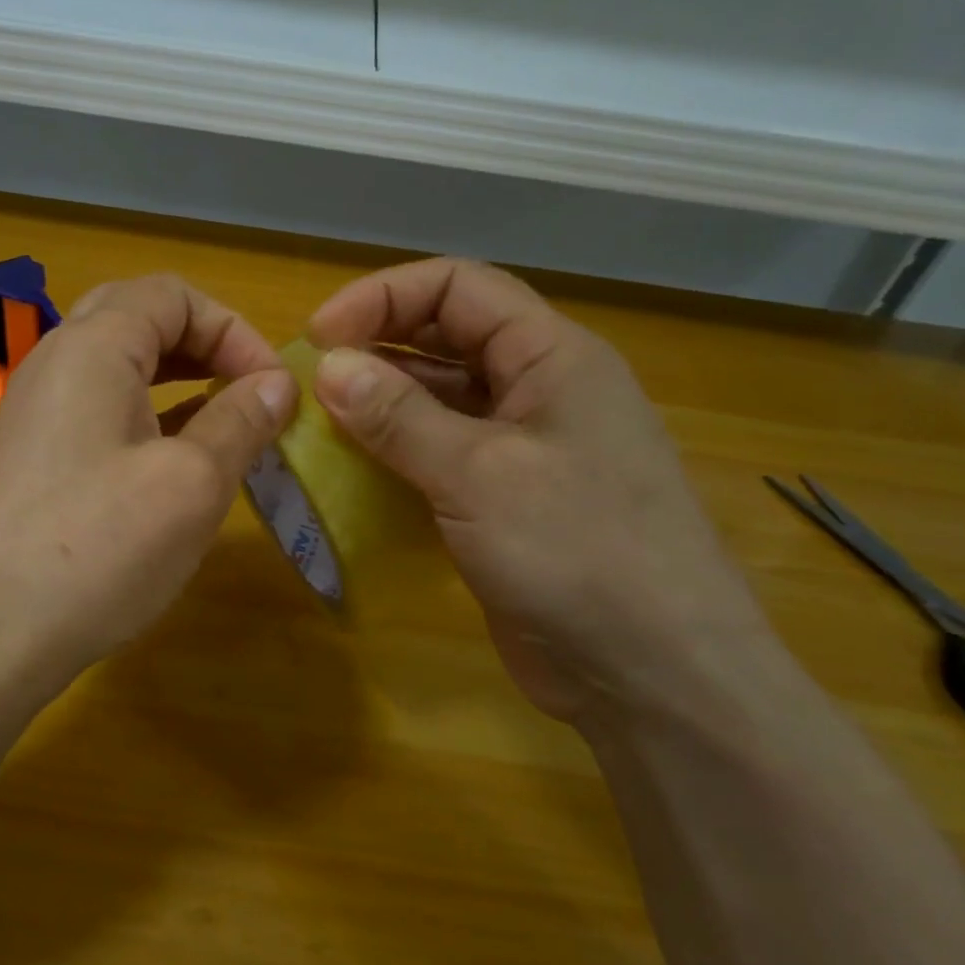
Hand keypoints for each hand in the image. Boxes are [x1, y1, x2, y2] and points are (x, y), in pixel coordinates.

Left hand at [0, 274, 296, 695]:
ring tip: (224, 421)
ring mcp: (36, 409)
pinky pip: (98, 408)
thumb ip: (240, 421)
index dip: (234, 330)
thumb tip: (277, 384)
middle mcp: (56, 362)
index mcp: (93, 347)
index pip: (173, 294)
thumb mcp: (191, 484)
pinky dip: (146, 414)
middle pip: (140, 318)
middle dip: (205, 346)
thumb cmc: (99, 549)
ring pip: (118, 365)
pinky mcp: (32, 454)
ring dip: (177, 380)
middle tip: (247, 392)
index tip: (272, 388)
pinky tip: (176, 457)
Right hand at [306, 258, 770, 721]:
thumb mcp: (479, 474)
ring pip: (439, 400)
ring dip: (379, 405)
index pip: (459, 287)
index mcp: (551, 357)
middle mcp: (538, 391)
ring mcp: (523, 449)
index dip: (384, 296)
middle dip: (377, 347)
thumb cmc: (578, 554)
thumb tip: (328, 366)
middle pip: (446, 338)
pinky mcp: (504, 501)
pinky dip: (394, 455)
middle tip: (311, 380)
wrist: (653, 677)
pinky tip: (350, 473)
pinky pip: (439, 456)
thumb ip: (399, 417)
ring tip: (317, 425)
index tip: (320, 336)